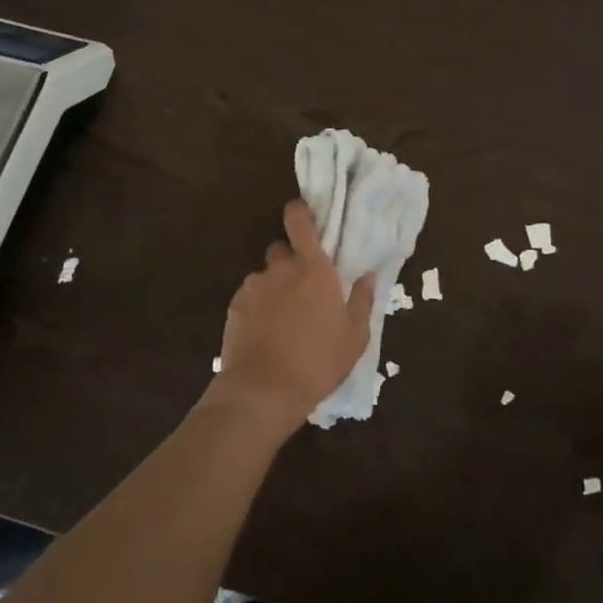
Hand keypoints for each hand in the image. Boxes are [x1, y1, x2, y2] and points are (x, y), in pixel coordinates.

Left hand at [204, 199, 375, 440]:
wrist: (263, 390)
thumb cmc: (318, 361)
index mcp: (313, 269)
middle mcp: (281, 269)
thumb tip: (367, 275)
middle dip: (290, 262)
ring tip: (282, 319)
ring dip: (274, 288)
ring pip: (265, 276)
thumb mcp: (354, 337)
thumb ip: (361, 301)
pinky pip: (250, 296)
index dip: (299, 212)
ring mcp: (254, 286)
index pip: (299, 222)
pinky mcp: (235, 306)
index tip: (303, 214)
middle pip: (281, 249)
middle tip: (302, 288)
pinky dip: (258, 306)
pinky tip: (265, 332)